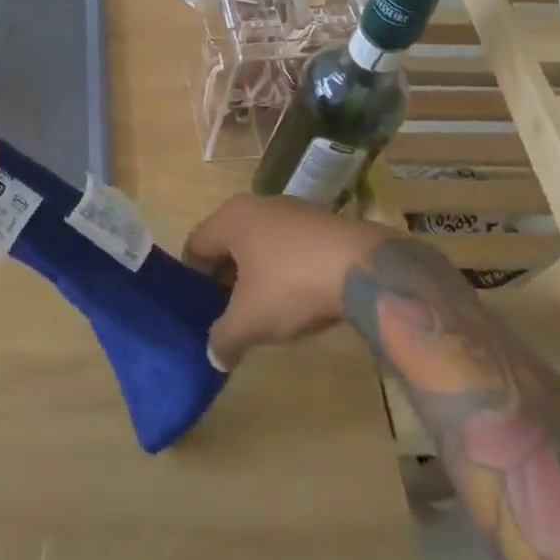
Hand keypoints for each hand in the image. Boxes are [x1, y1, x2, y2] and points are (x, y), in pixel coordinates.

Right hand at [182, 194, 396, 367]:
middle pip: (226, 242)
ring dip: (257, 272)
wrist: (365, 267)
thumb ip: (224, 338)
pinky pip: (288, 243)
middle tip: (233, 311)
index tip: (203, 310)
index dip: (193, 280)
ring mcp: (290, 209)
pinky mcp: (320, 220)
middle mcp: (255, 204)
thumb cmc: (292, 285)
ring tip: (268, 307)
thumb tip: (213, 355)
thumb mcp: (251, 321)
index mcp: (229, 218)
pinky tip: (301, 294)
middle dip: (226, 277)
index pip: (195, 245)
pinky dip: (285, 266)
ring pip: (258, 242)